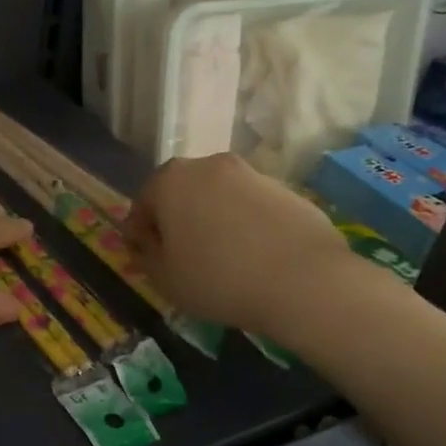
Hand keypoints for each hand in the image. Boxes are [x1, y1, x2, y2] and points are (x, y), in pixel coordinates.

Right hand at [123, 153, 354, 335]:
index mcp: (170, 180)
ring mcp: (251, 173)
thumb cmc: (217, 278)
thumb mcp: (165, 278)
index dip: (142, 234)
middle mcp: (208, 165)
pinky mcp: (285, 189)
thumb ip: (146, 255)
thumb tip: (146, 242)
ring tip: (224, 260)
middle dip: (179, 220)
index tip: (150, 260)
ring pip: (219, 197)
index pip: (143, 203)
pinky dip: (247, 225)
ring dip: (214, 220)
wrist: (304, 280)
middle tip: (185, 258)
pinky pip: (252, 207)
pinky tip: (256, 258)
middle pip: (182, 193)